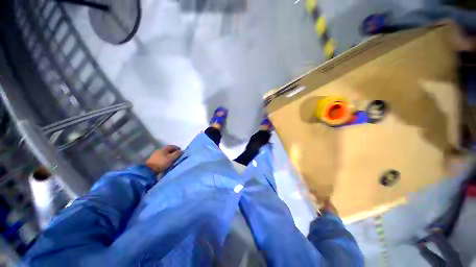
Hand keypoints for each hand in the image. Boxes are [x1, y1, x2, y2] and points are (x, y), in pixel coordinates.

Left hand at [146, 145, 182, 173]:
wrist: (149, 170)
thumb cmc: (162, 163)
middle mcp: (159, 150)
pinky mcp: (153, 159)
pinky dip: (165, 158)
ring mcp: (155, 154)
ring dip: (169, 155)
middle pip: (168, 149)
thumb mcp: (171, 158)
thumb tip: (181, 151)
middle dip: (173, 152)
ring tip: (172, 159)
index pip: (172, 146)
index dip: (177, 148)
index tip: (181, 152)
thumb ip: (177, 154)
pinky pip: (161, 157)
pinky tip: (166, 161)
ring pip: (164, 153)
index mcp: (164, 148)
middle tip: (177, 156)